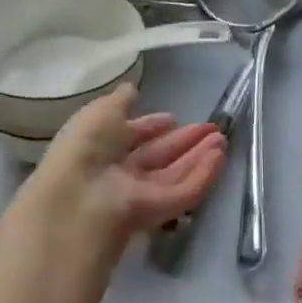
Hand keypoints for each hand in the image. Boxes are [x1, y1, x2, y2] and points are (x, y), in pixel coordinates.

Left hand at [18, 85, 225, 245]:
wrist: (79, 195)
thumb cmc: (84, 146)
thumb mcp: (100, 112)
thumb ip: (120, 101)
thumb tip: (131, 88)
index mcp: (99, 147)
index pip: (130, 137)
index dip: (151, 126)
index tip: (172, 117)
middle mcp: (118, 172)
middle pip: (157, 156)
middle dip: (183, 141)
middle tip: (212, 128)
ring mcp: (138, 195)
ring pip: (173, 174)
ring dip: (198, 156)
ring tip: (222, 139)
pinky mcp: (156, 214)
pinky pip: (182, 193)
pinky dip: (202, 175)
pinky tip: (219, 157)